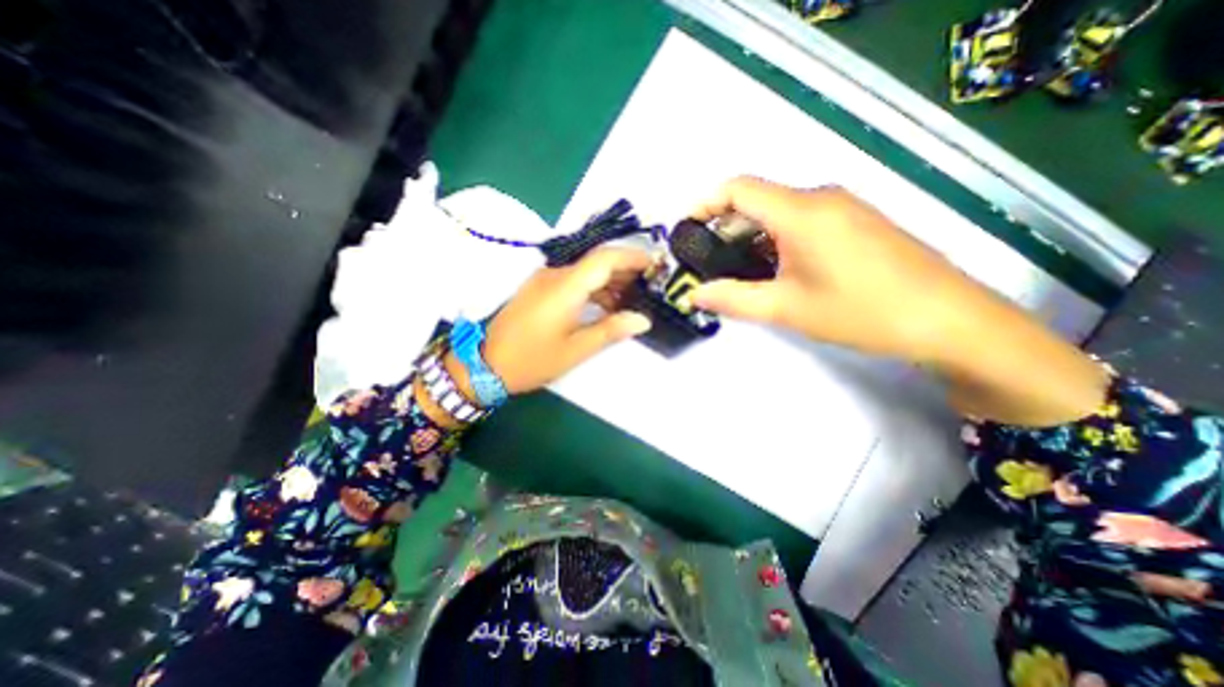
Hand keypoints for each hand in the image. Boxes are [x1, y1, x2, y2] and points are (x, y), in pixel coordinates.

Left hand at [477, 246, 655, 395]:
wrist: (485, 364)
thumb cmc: (532, 359)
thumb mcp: (576, 350)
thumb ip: (611, 330)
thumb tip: (643, 319)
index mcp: (565, 287)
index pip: (604, 259)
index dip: (632, 257)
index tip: (655, 265)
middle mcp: (555, 275)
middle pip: (596, 262)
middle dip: (625, 270)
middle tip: (649, 286)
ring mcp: (544, 281)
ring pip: (585, 272)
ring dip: (610, 281)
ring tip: (632, 299)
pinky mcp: (539, 289)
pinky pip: (573, 281)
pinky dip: (594, 289)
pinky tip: (606, 305)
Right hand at [688, 177, 1111, 422]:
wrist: (947, 319)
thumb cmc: (860, 311)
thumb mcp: (786, 308)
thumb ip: (734, 299)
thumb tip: (695, 295)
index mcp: (801, 212)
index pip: (739, 188)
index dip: (706, 203)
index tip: (686, 229)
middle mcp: (821, 198)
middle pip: (758, 200)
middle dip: (725, 227)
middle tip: (707, 261)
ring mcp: (843, 208)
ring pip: (780, 212)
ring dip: (750, 236)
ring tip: (735, 270)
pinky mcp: (856, 222)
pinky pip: (802, 221)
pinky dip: (776, 239)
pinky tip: (773, 269)